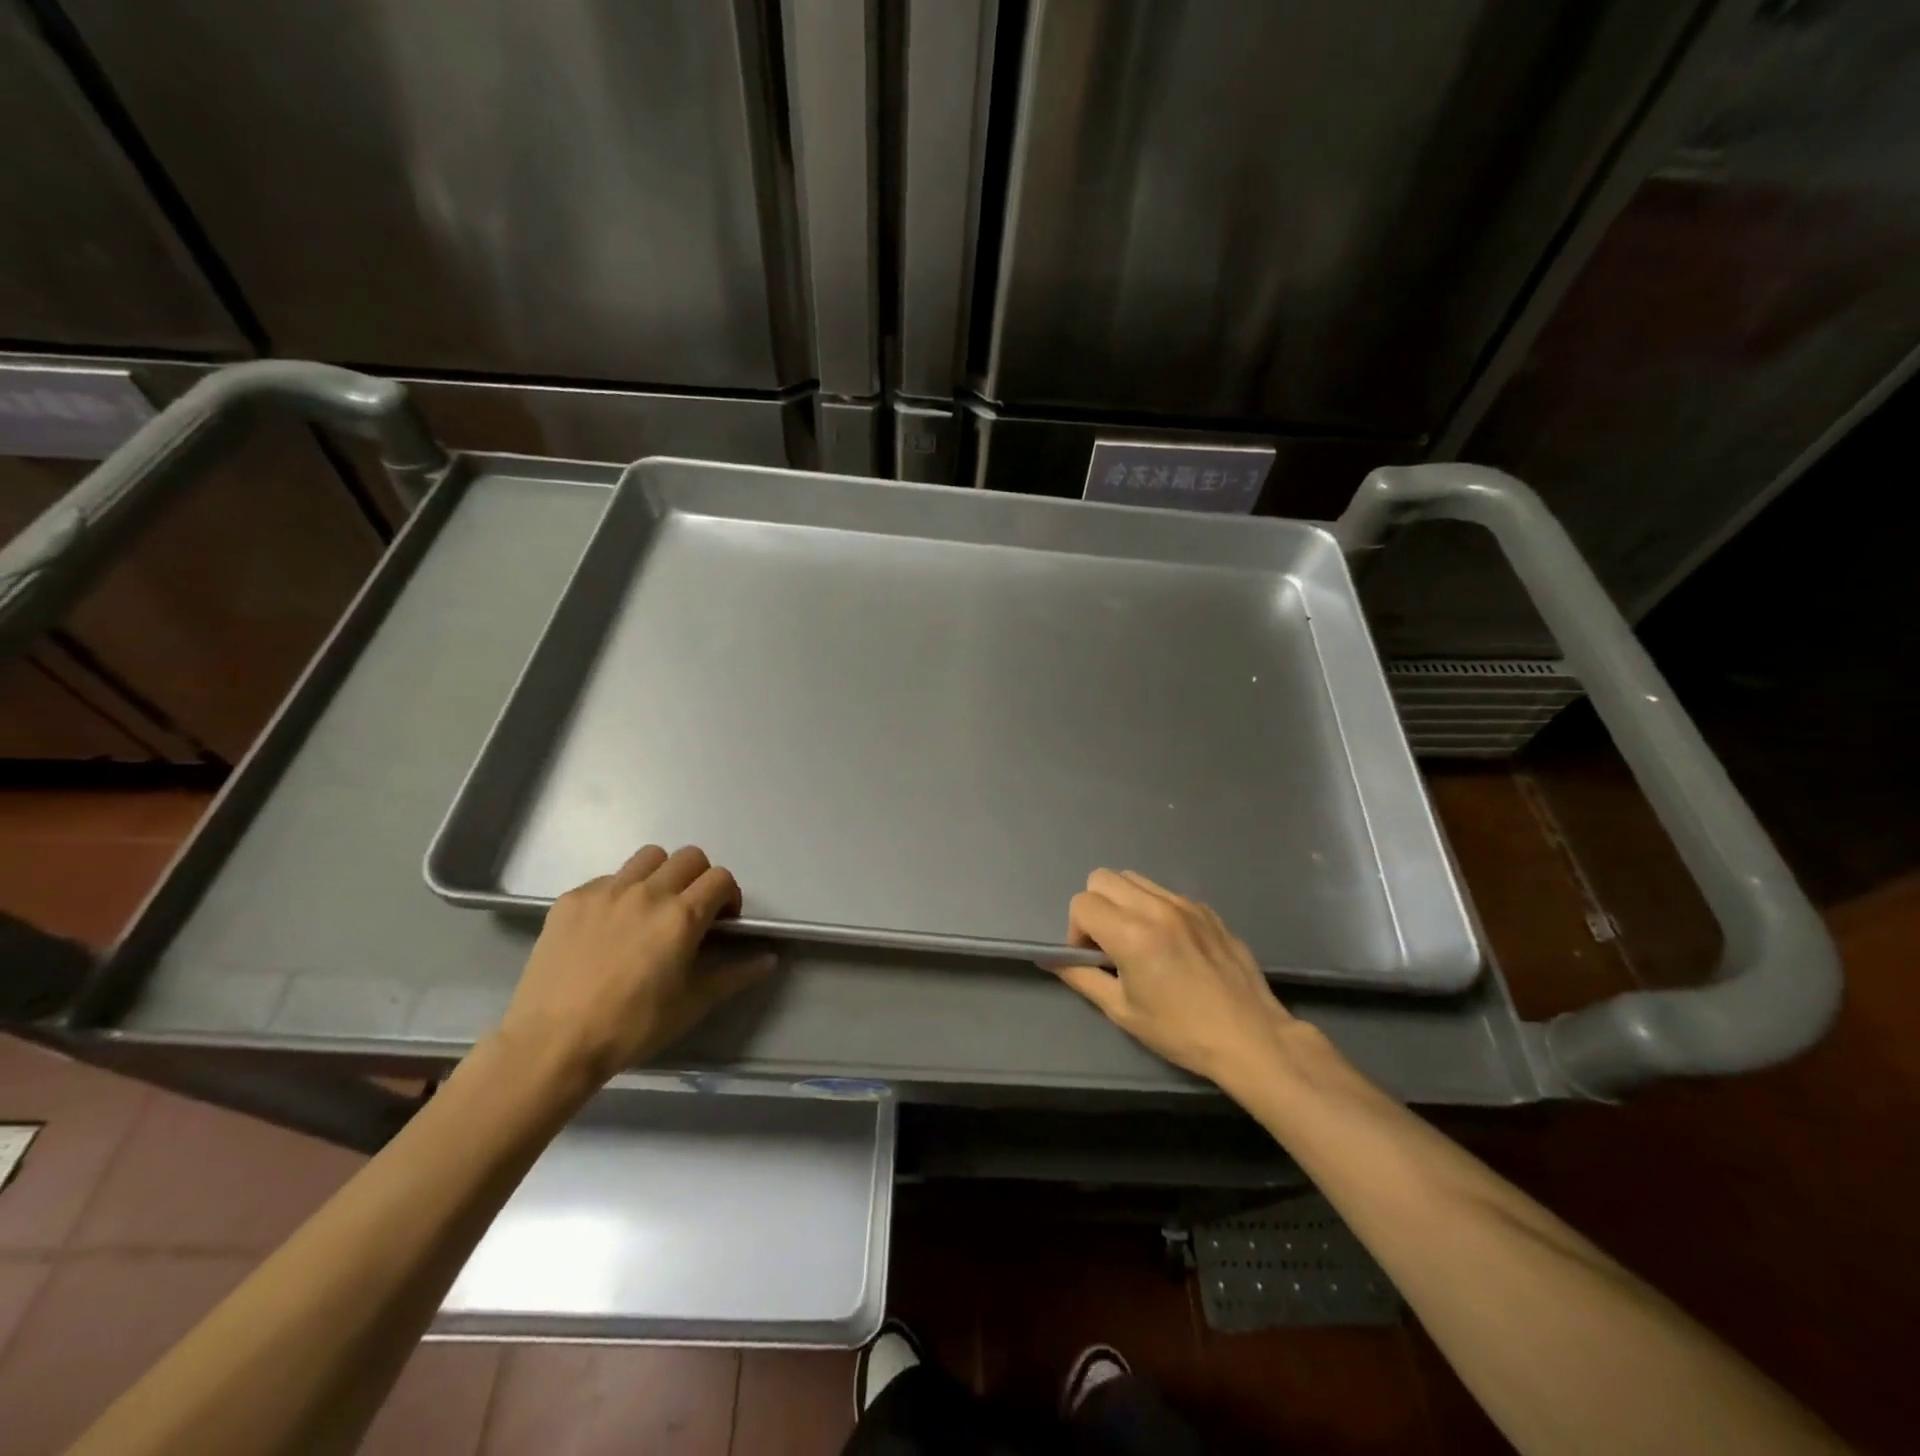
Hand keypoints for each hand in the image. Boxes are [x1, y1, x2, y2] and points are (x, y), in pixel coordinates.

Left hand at [496, 845, 774, 1098]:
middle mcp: (648, 892)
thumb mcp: (692, 1004)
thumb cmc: (632, 1026)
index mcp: (682, 916)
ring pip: (649, 857)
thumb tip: (769, 959)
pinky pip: (608, 878)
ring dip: (661, 875)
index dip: (729, 896)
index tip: (721, 922)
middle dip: (699, 879)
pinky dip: (620, 892)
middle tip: (690, 912)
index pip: (721, 878)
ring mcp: (606, 891)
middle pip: (689, 857)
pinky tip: (609, 927)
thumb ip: (734, 975)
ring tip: (651, 908)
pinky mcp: (572, 899)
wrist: (552, 1043)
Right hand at [1052, 869, 1311, 1092]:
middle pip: (1103, 878)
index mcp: (1132, 934)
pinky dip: (1153, 908)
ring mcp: (1185, 904)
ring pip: (1134, 879)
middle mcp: (1156, 908)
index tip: (1093, 959)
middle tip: (1110, 944)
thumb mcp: (1122, 1011)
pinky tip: (1170, 944)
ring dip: (1123, 902)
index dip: (1077, 931)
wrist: (1251, 1037)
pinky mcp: (1206, 909)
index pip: (1082, 903)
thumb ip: (1081, 977)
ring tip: (1138, 940)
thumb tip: (1052, 960)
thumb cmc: (1181, 1031)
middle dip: (1095, 907)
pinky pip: (1164, 892)